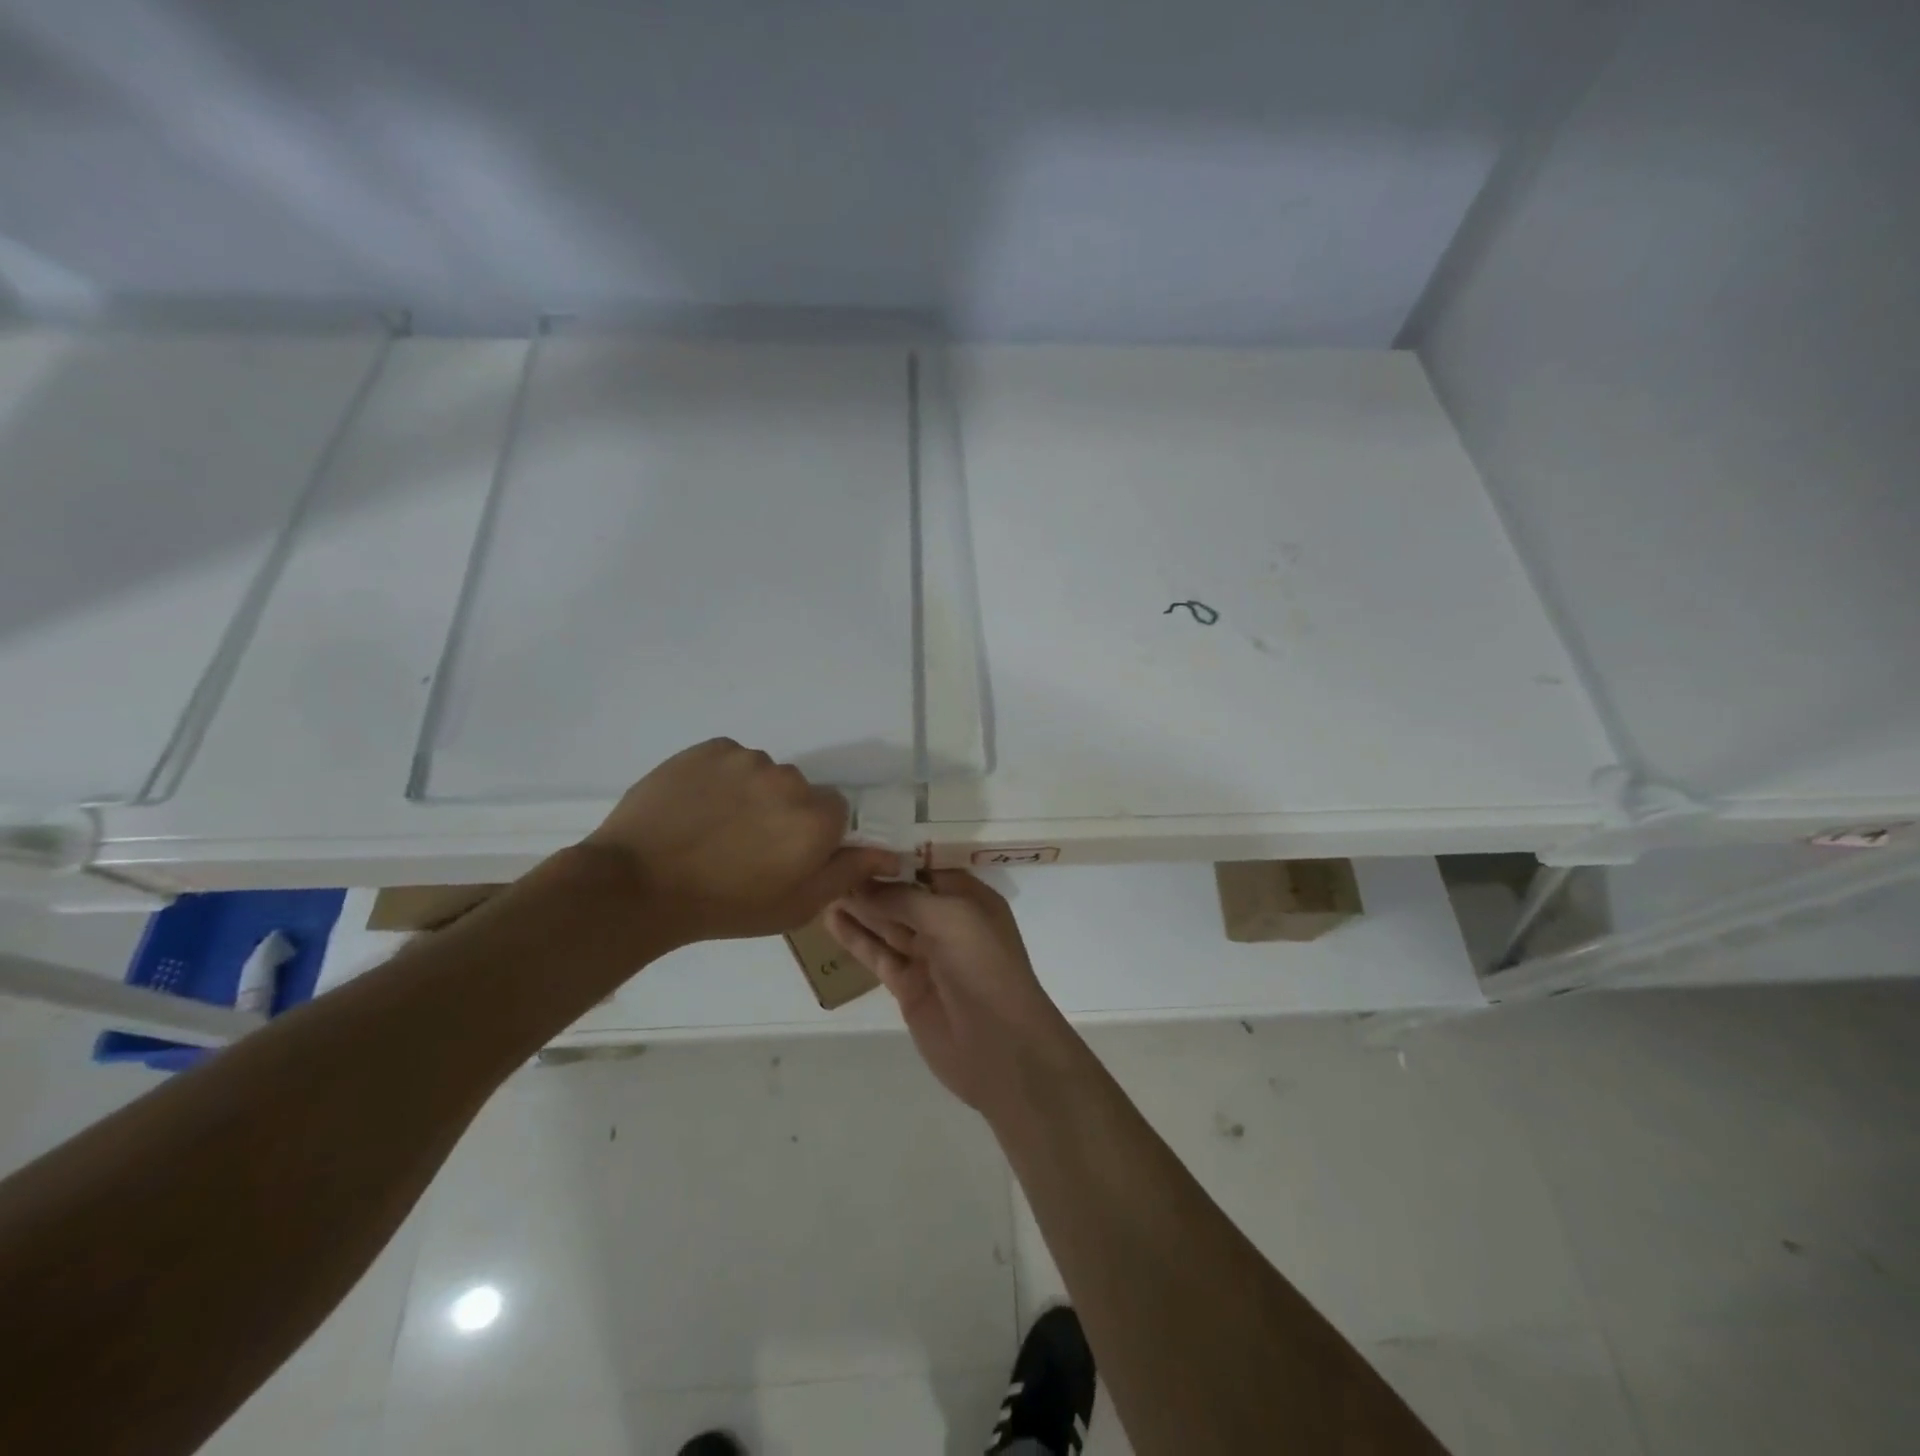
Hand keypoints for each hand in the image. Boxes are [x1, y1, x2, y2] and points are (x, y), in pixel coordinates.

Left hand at [584, 738, 898, 944]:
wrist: (636, 885)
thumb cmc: (724, 906)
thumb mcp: (795, 905)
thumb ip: (847, 873)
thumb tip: (890, 853)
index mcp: (815, 818)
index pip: (834, 814)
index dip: (811, 838)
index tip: (783, 858)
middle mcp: (789, 779)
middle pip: (799, 791)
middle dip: (783, 814)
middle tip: (746, 847)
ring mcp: (745, 759)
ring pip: (764, 773)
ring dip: (751, 794)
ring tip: (715, 827)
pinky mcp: (708, 748)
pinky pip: (729, 760)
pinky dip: (721, 779)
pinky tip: (696, 808)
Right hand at [825, 871, 1081, 1113]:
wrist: (1000, 1047)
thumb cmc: (983, 967)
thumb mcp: (950, 918)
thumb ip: (904, 899)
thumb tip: (862, 884)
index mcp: (970, 899)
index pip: (927, 867)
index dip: (895, 857)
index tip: (857, 840)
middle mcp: (949, 923)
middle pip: (903, 895)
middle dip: (871, 880)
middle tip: (829, 861)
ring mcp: (926, 956)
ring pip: (886, 923)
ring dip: (858, 906)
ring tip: (821, 884)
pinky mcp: (907, 985)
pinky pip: (877, 954)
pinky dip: (855, 937)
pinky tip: (830, 919)